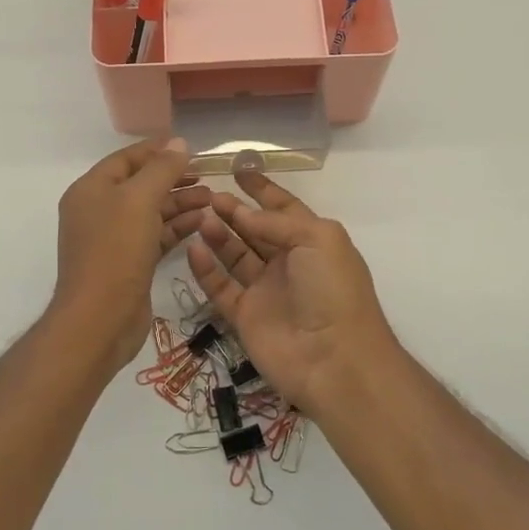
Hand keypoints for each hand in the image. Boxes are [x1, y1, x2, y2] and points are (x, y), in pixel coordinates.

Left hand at [53, 138, 210, 374]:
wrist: (99, 319)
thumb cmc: (116, 251)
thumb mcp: (140, 200)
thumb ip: (161, 169)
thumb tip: (179, 142)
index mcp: (91, 189)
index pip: (127, 159)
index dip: (157, 150)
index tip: (191, 148)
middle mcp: (98, 210)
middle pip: (140, 184)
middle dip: (173, 178)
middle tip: (207, 175)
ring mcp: (113, 239)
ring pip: (151, 211)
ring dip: (180, 203)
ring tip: (212, 199)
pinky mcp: (129, 263)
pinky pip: (155, 235)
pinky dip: (176, 227)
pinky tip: (202, 222)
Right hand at [184, 170, 398, 414]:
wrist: (334, 360)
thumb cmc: (333, 290)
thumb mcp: (317, 239)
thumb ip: (277, 222)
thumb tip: (243, 214)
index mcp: (312, 241)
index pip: (283, 208)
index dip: (262, 190)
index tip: (238, 169)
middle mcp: (288, 263)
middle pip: (255, 230)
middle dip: (234, 210)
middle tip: (208, 195)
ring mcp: (265, 290)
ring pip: (235, 255)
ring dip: (218, 235)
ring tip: (199, 216)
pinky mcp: (244, 316)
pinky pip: (221, 287)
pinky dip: (206, 269)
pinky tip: (193, 248)